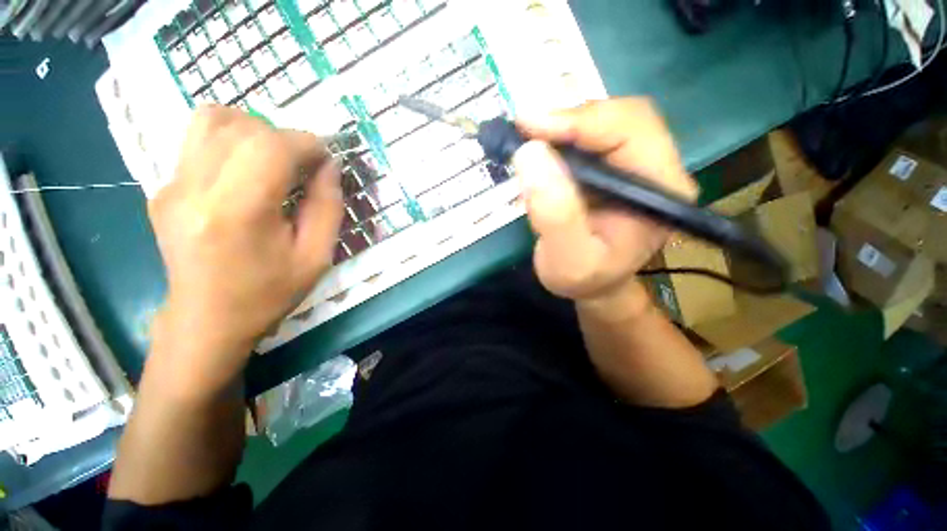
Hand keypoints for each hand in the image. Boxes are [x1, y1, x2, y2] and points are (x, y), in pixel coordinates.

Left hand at [148, 105, 343, 390]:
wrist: (207, 320)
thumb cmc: (269, 293)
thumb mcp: (316, 256)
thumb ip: (328, 206)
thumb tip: (329, 165)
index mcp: (237, 212)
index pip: (271, 146)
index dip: (308, 144)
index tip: (327, 159)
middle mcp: (194, 189)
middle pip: (243, 127)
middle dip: (286, 137)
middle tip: (304, 165)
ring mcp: (171, 185)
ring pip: (212, 119)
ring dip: (254, 130)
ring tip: (274, 160)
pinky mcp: (162, 188)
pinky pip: (197, 140)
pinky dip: (231, 141)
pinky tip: (246, 172)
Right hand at [513, 98, 696, 304]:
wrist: (593, 286)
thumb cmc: (584, 279)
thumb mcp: (567, 260)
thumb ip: (554, 214)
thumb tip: (531, 153)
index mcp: (661, 190)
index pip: (632, 130)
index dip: (580, 121)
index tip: (529, 126)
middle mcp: (658, 169)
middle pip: (621, 117)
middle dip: (569, 120)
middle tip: (525, 130)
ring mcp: (637, 165)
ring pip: (604, 122)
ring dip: (563, 126)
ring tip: (529, 139)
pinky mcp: (616, 167)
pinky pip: (591, 137)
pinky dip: (561, 136)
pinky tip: (541, 148)